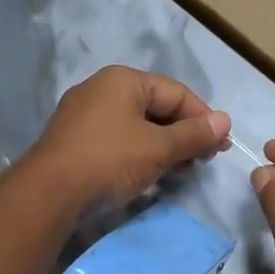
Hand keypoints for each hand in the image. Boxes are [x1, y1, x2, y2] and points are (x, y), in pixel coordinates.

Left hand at [29, 66, 229, 213]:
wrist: (49, 194)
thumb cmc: (110, 161)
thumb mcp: (158, 148)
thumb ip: (194, 134)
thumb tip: (225, 121)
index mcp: (123, 79)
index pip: (176, 92)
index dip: (203, 118)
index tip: (221, 146)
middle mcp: (101, 88)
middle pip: (156, 107)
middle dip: (184, 133)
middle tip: (204, 160)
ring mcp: (83, 114)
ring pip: (136, 125)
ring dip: (163, 146)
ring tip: (182, 170)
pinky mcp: (74, 139)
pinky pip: (117, 139)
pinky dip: (139, 152)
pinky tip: (150, 173)